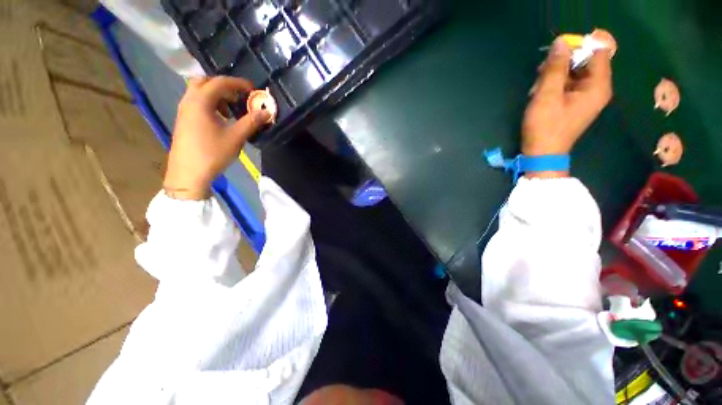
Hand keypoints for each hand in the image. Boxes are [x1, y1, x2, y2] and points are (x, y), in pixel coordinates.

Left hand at [164, 77, 270, 199]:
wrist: (188, 173)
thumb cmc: (212, 154)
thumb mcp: (236, 138)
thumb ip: (251, 122)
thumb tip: (267, 112)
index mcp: (200, 102)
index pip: (220, 83)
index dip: (238, 83)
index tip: (253, 89)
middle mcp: (189, 101)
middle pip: (205, 82)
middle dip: (224, 86)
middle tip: (239, 96)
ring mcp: (183, 111)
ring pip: (199, 92)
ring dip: (216, 95)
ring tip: (231, 110)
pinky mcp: (183, 120)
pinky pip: (196, 102)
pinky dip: (209, 104)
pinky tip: (220, 119)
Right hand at [522, 37, 612, 176]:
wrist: (543, 154)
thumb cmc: (545, 126)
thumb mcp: (547, 95)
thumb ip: (555, 68)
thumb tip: (561, 42)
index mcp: (597, 86)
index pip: (597, 52)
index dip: (578, 48)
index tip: (555, 56)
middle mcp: (597, 89)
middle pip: (585, 62)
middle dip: (562, 64)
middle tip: (540, 75)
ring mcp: (587, 98)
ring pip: (574, 74)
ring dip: (555, 76)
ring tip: (537, 89)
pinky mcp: (576, 104)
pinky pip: (569, 85)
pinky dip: (555, 86)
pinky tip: (541, 95)